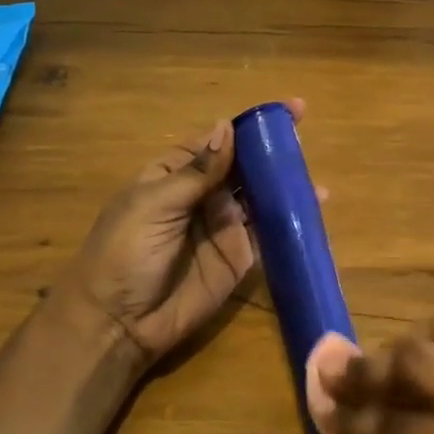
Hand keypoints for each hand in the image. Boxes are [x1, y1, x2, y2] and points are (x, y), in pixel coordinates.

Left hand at [58, 100, 307, 364]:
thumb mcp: (154, 205)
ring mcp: (223, 227)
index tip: (286, 110)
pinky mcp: (239, 258)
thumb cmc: (125, 253)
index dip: (247, 126)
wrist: (118, 323)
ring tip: (313, 171)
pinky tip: (314, 206)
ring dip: (285, 182)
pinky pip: (268, 233)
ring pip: (260, 196)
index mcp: (173, 175)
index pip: (216, 142)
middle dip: (272, 150)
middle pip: (243, 166)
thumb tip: (227, 127)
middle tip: (305, 135)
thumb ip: (197, 171)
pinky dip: (291, 219)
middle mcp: (202, 196)